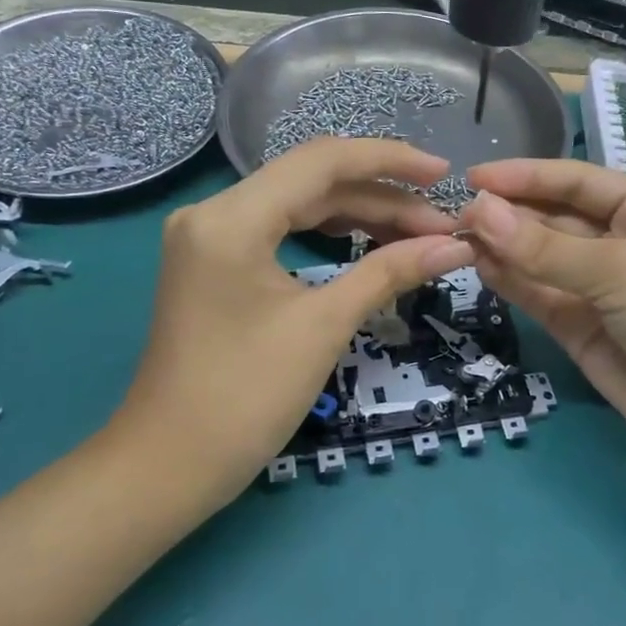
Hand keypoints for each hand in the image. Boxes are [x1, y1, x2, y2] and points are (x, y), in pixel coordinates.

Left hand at [115, 139, 474, 502]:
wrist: (170, 465)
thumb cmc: (245, 397)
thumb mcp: (325, 326)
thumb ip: (389, 273)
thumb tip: (456, 246)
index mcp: (232, 217)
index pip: (322, 161)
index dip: (390, 160)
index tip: (445, 173)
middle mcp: (215, 213)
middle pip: (314, 182)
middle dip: (383, 199)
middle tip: (442, 224)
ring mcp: (211, 239)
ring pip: (300, 207)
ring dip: (361, 217)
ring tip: (420, 235)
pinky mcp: (216, 265)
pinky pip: (283, 232)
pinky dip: (330, 237)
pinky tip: (371, 245)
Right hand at [458, 159, 625, 478]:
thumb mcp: (618, 270)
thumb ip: (543, 247)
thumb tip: (477, 211)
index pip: (574, 180)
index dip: (524, 176)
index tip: (471, 177)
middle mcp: (621, 241)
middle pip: (554, 218)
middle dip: (509, 214)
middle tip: (452, 214)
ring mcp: (600, 287)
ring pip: (541, 258)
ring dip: (503, 247)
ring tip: (455, 238)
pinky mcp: (582, 328)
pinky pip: (541, 295)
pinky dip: (512, 282)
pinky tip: (479, 266)